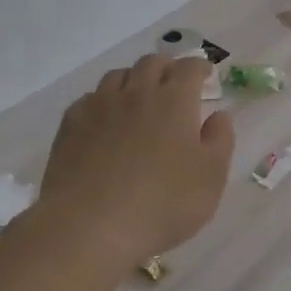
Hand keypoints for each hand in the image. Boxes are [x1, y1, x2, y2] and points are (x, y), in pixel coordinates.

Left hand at [37, 55, 235, 268]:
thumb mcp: (210, 177)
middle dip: (167, 67)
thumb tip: (219, 115)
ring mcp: (99, 107)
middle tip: (174, 83)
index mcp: (174, 100)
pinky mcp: (70, 126)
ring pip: (118, 76)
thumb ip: (220, 140)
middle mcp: (136, 93)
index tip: (206, 74)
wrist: (89, 227)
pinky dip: (103, 101)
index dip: (200, 67)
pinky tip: (105, 120)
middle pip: (151, 63)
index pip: (189, 68)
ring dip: (134, 80)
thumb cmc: (162, 203)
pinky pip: (89, 99)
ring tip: (139, 97)